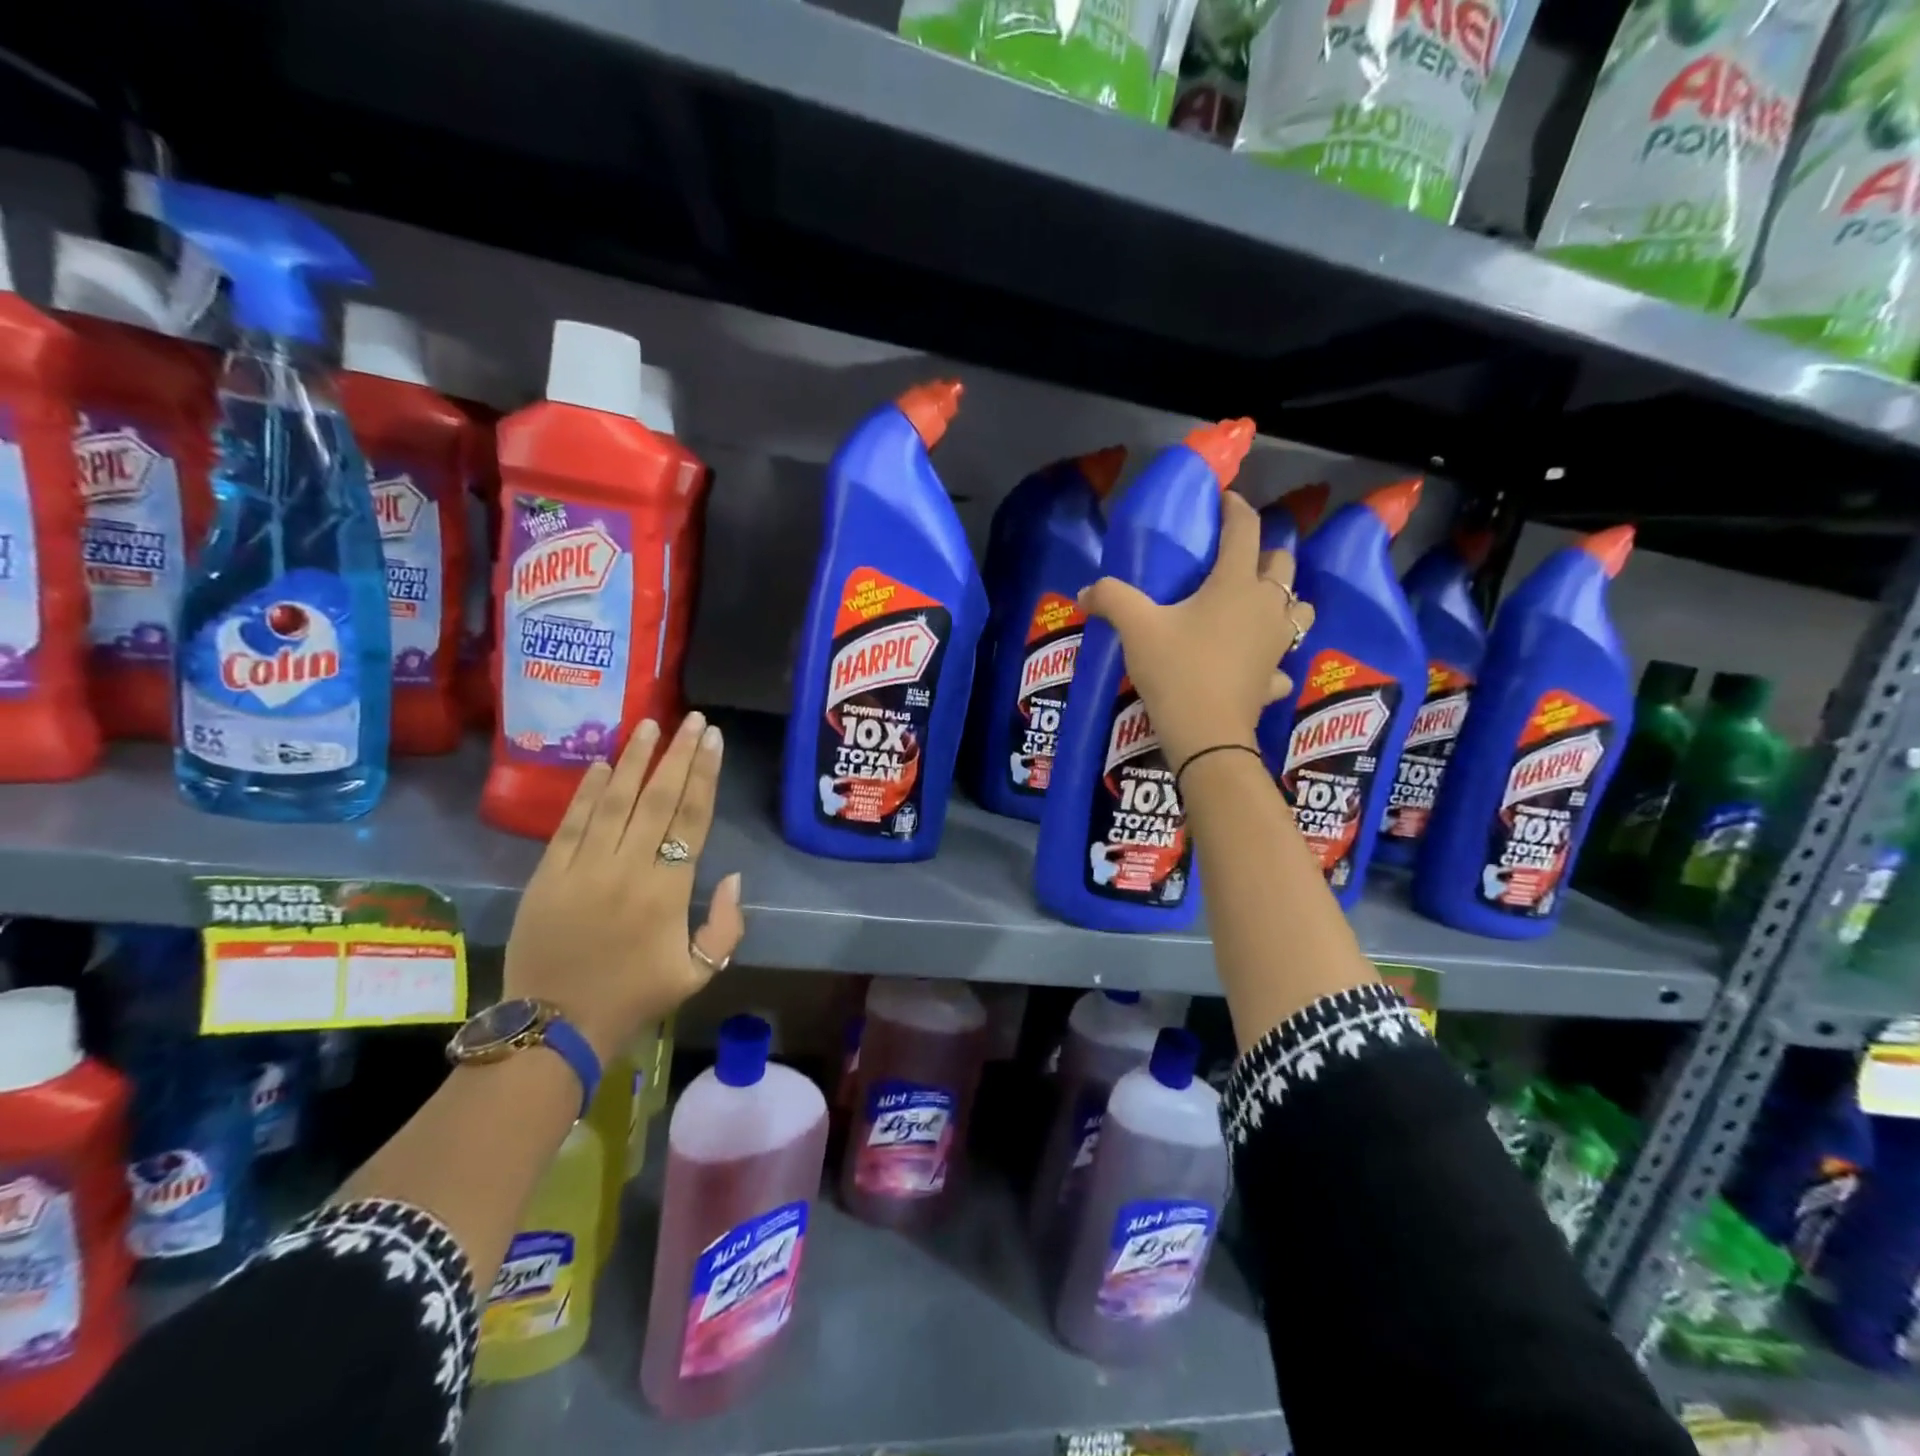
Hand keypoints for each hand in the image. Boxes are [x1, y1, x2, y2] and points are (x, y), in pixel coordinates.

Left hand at [503, 711, 745, 1062]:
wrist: (555, 1025)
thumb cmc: (634, 997)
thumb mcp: (699, 973)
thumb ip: (727, 925)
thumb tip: (734, 876)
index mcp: (667, 891)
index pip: (691, 819)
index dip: (704, 775)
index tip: (712, 740)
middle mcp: (627, 869)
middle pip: (657, 799)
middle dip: (677, 754)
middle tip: (690, 719)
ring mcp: (583, 869)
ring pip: (614, 801)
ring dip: (634, 760)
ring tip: (648, 725)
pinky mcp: (548, 875)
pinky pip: (571, 824)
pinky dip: (587, 792)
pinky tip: (603, 764)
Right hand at [1078, 492, 1314, 769]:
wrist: (1206, 734)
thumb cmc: (1177, 670)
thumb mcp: (1136, 629)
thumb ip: (1111, 599)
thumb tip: (1085, 591)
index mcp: (1236, 584)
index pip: (1245, 530)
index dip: (1235, 508)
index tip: (1225, 499)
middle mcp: (1266, 606)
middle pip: (1282, 564)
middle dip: (1265, 552)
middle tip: (1239, 557)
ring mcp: (1278, 643)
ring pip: (1299, 608)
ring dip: (1285, 599)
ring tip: (1259, 604)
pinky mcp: (1275, 678)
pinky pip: (1283, 662)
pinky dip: (1273, 657)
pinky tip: (1257, 665)